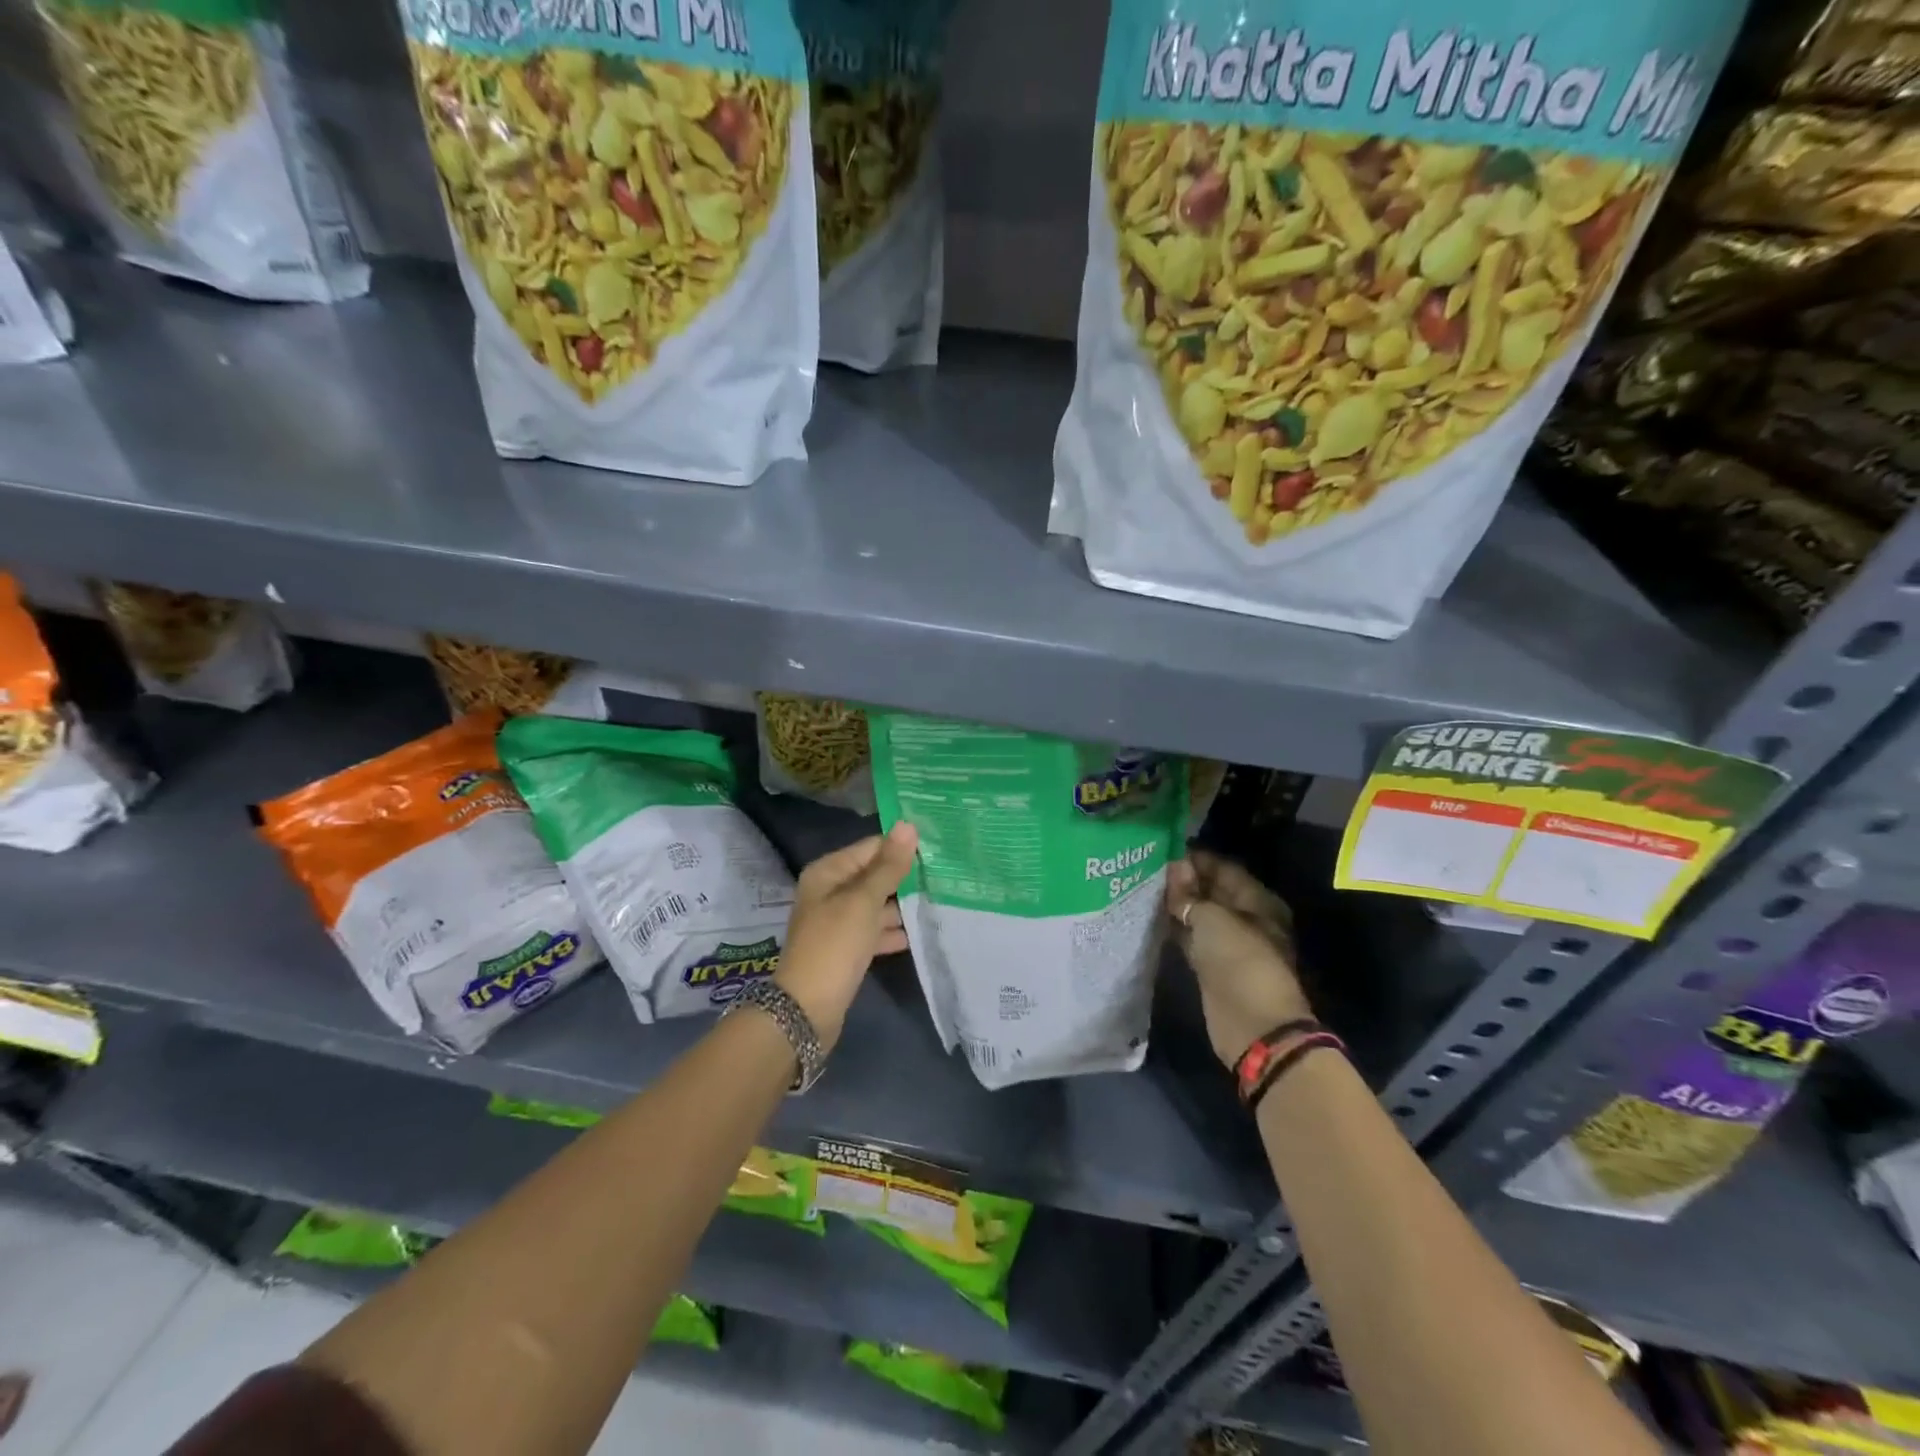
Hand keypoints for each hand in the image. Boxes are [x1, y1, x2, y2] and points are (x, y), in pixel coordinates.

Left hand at [775, 822, 918, 1049]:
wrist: (808, 1009)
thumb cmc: (835, 945)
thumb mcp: (864, 901)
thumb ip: (888, 866)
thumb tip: (908, 825)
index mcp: (828, 872)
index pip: (871, 848)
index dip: (901, 848)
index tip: (938, 850)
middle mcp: (830, 891)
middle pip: (874, 875)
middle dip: (905, 877)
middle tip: (945, 875)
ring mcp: (838, 921)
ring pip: (876, 904)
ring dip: (902, 905)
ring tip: (940, 901)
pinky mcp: (846, 948)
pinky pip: (874, 931)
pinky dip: (893, 931)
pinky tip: (920, 933)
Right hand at [1167, 848, 1311, 1069]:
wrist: (1253, 1026)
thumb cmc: (1240, 962)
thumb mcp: (1213, 919)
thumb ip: (1190, 893)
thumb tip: (1175, 867)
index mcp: (1258, 902)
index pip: (1224, 869)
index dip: (1196, 858)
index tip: (1163, 849)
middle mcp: (1246, 919)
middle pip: (1212, 891)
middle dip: (1183, 880)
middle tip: (1147, 866)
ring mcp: (1229, 944)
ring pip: (1199, 915)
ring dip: (1176, 904)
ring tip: (1143, 886)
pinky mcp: (1212, 966)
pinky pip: (1191, 938)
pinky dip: (1175, 928)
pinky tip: (1149, 917)